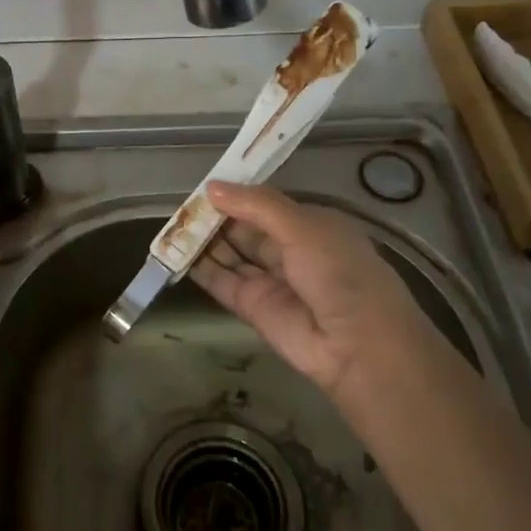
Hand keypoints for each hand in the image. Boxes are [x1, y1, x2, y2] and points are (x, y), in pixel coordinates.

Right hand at [189, 181, 428, 399]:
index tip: (205, 185)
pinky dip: (201, 269)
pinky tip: (176, 254)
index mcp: (310, 226)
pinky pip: (222, 282)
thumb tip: (212, 188)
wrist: (357, 345)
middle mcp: (290, 251)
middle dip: (217, 216)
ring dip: (205, 241)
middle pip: (245, 228)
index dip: (237, 194)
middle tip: (182, 205)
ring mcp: (270, 280)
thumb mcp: (302, 227)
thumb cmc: (339, 272)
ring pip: (231, 254)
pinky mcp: (252, 308)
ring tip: (173, 226)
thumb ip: (257, 205)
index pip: (266, 204)